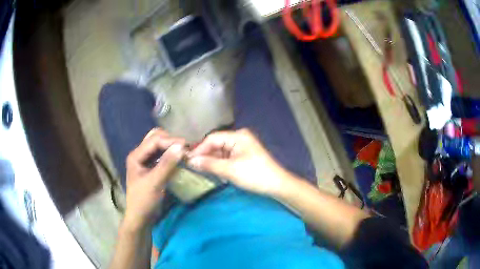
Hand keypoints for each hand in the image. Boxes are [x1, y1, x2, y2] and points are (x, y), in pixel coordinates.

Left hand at [123, 128, 185, 229]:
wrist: (140, 218)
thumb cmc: (144, 201)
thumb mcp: (155, 182)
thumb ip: (167, 164)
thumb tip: (181, 146)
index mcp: (136, 156)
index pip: (154, 140)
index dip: (170, 141)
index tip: (187, 146)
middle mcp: (139, 154)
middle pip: (155, 138)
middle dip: (170, 140)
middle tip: (184, 148)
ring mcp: (144, 161)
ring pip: (158, 145)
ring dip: (170, 146)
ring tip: (183, 151)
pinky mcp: (151, 167)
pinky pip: (161, 155)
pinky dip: (170, 154)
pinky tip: (178, 158)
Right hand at [187, 128, 288, 194]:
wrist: (277, 185)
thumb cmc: (254, 175)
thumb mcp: (230, 170)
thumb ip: (209, 164)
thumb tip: (190, 161)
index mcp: (238, 136)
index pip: (212, 138)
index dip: (199, 148)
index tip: (188, 159)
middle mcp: (239, 138)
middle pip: (216, 144)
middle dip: (204, 155)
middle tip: (191, 166)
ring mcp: (242, 147)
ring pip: (220, 151)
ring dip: (211, 160)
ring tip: (198, 169)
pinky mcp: (243, 156)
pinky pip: (226, 157)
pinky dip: (218, 163)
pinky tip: (211, 170)